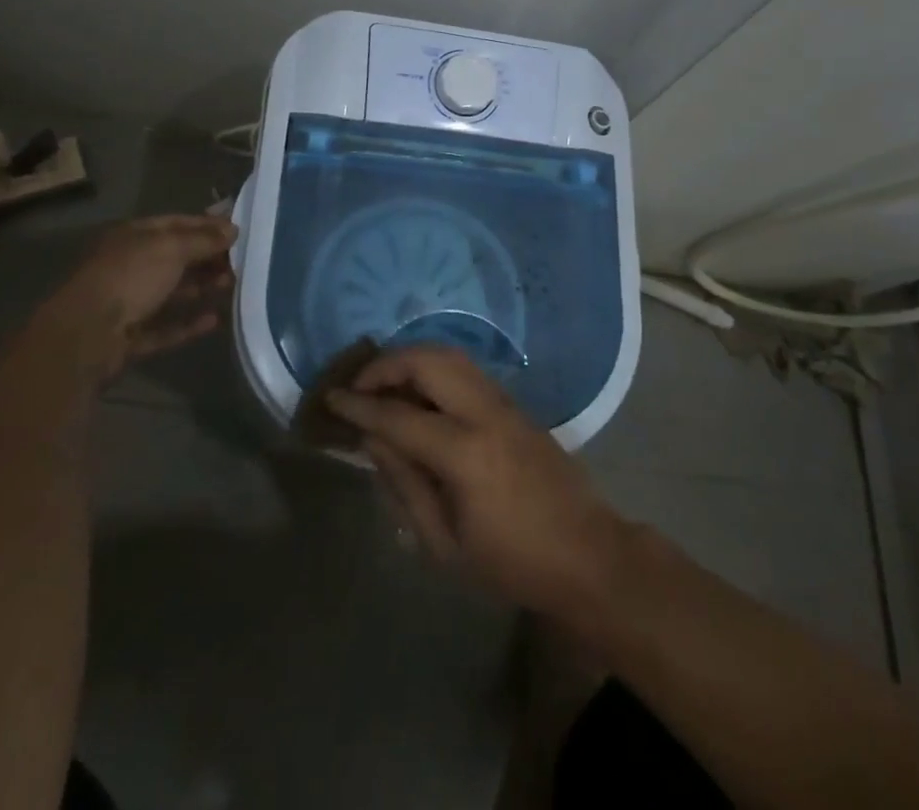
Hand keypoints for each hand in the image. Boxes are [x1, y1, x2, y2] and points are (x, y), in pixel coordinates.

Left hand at [36, 214, 237, 383]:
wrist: (86, 336)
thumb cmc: (129, 278)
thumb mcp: (171, 249)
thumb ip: (204, 240)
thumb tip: (233, 229)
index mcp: (133, 237)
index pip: (176, 224)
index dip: (207, 225)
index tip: (238, 231)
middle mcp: (129, 266)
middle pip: (175, 258)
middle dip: (208, 258)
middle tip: (241, 262)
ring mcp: (127, 303)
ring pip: (171, 292)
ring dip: (201, 288)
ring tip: (233, 286)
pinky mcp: (130, 337)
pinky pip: (165, 327)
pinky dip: (188, 324)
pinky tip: (214, 320)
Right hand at [327, 347, 629, 620]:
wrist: (587, 555)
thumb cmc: (511, 564)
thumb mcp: (445, 544)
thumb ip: (404, 485)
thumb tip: (374, 439)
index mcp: (464, 453)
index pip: (398, 415)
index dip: (360, 405)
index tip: (331, 398)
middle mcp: (484, 413)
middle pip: (428, 360)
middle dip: (386, 364)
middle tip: (359, 385)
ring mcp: (504, 402)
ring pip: (450, 355)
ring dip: (412, 359)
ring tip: (385, 383)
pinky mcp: (515, 404)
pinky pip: (466, 369)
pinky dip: (435, 367)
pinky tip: (420, 393)